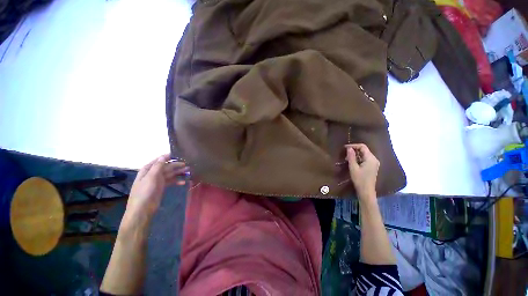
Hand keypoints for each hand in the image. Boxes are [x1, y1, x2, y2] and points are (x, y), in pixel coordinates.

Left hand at [125, 154, 188, 219]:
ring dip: (179, 172)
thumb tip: (164, 156)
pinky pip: (171, 181)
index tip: (179, 155)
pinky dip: (177, 181)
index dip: (168, 157)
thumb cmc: (145, 192)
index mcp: (148, 169)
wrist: (142, 209)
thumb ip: (158, 166)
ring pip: (170, 174)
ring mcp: (158, 180)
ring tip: (188, 171)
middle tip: (187, 164)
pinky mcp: (162, 187)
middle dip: (177, 165)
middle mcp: (153, 173)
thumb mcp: (151, 177)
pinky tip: (184, 182)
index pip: (159, 160)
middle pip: (167, 167)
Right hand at [345, 144, 379, 199]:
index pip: (363, 147)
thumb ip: (351, 157)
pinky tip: (352, 162)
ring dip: (356, 154)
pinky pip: (365, 159)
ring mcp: (374, 163)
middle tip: (345, 154)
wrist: (366, 191)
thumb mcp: (353, 167)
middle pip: (364, 150)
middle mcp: (374, 159)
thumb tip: (349, 148)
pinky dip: (359, 158)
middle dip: (354, 150)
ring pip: (364, 154)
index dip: (353, 145)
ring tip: (347, 158)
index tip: (345, 148)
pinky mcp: (372, 167)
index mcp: (370, 158)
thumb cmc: (359, 179)